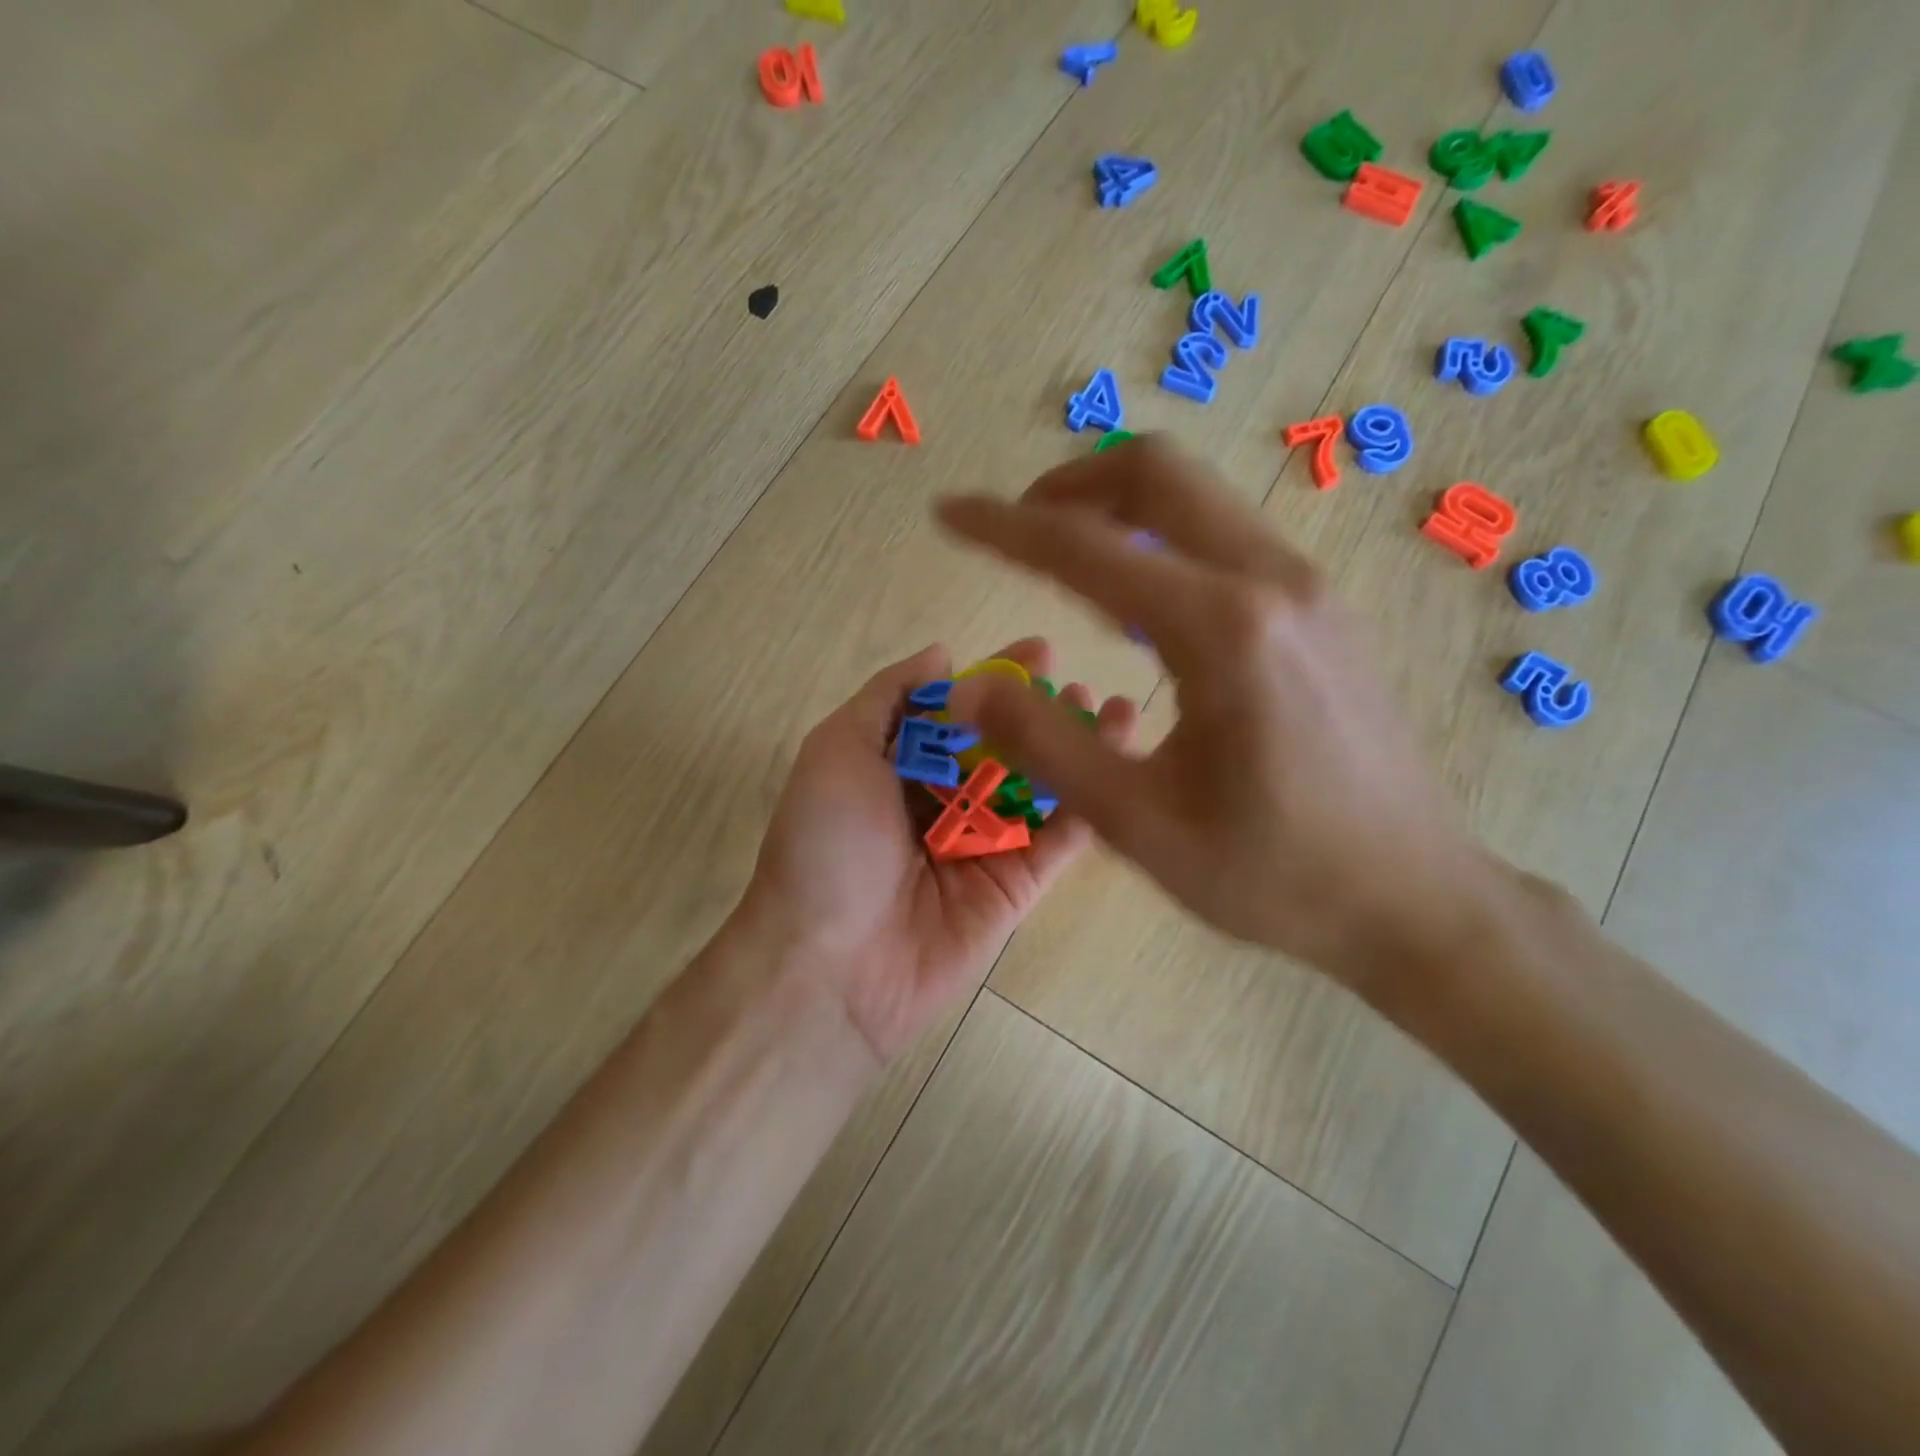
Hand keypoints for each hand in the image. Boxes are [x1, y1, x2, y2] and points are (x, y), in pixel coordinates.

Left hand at [738, 639, 1136, 1067]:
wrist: (831, 963)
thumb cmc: (826, 844)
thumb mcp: (837, 750)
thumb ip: (888, 696)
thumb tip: (942, 653)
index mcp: (899, 766)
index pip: (959, 711)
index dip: (998, 680)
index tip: (1041, 650)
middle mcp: (945, 800)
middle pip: (1005, 746)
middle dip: (1045, 712)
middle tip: (1082, 685)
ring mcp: (984, 843)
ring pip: (1040, 787)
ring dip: (1077, 749)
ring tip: (1118, 712)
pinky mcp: (1017, 885)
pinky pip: (1059, 838)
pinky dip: (1089, 801)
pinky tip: (1118, 763)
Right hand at [935, 438, 1502, 996]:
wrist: (1416, 897)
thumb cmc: (1274, 873)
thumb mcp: (1139, 824)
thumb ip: (1045, 744)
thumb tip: (968, 686)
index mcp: (1221, 631)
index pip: (1085, 547)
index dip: (1003, 526)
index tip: (948, 513)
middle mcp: (1270, 582)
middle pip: (1156, 474)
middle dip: (1068, 485)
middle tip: (1014, 527)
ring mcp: (1307, 588)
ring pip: (1197, 499)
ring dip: (1118, 506)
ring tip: (1062, 559)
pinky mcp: (1321, 610)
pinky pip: (1226, 539)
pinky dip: (1162, 540)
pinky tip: (1137, 605)